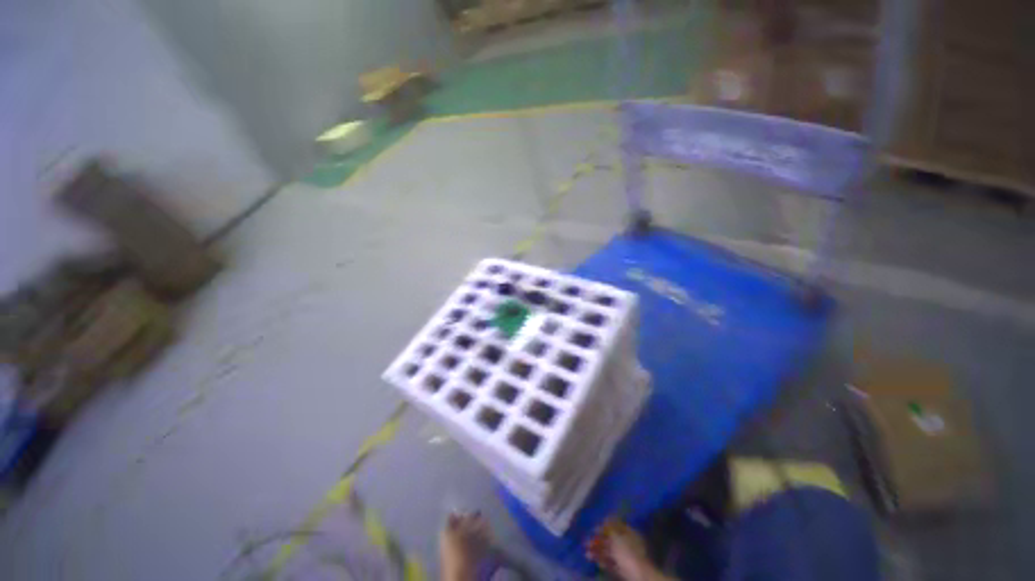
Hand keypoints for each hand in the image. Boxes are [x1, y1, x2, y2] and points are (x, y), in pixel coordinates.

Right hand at [586, 519, 672, 580]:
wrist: (637, 575)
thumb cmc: (627, 552)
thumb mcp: (617, 536)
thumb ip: (611, 526)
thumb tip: (606, 516)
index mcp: (629, 532)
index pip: (616, 525)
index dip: (604, 525)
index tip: (594, 527)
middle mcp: (628, 542)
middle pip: (611, 538)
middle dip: (598, 539)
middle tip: (587, 540)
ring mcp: (625, 556)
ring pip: (609, 550)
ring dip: (597, 550)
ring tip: (587, 551)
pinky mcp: (622, 567)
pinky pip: (610, 561)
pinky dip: (602, 560)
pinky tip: (594, 559)